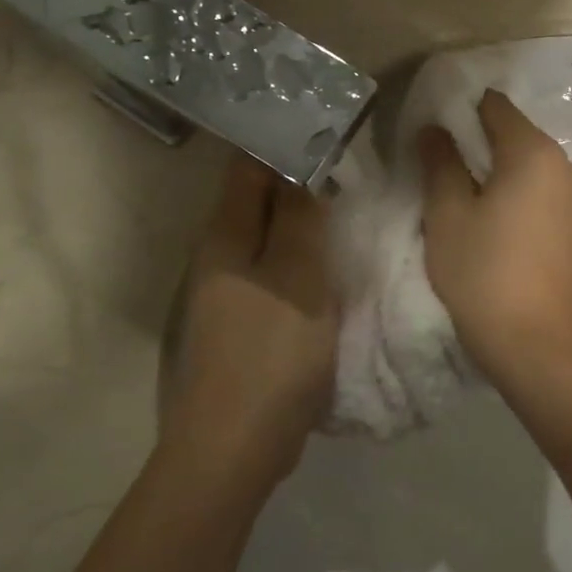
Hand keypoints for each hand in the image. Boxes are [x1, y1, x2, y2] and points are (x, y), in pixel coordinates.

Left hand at [163, 157, 337, 488]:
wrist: (237, 445)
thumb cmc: (272, 351)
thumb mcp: (298, 274)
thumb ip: (299, 216)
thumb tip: (302, 161)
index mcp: (226, 236)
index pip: (248, 166)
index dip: (283, 140)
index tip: (326, 127)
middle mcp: (221, 256)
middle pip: (257, 200)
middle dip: (298, 178)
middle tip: (350, 162)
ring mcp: (231, 292)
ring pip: (269, 237)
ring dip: (302, 219)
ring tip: (348, 203)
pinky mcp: (247, 322)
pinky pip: (278, 272)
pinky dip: (303, 257)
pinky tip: (332, 260)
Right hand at [418, 90, 571, 389]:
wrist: (544, 351)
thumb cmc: (486, 278)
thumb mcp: (448, 217)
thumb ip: (440, 163)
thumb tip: (435, 129)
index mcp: (536, 153)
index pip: (496, 108)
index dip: (462, 114)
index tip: (437, 138)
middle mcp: (571, 167)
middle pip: (519, 140)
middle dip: (483, 151)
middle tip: (448, 181)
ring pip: (537, 174)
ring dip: (507, 181)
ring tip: (478, 214)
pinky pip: (552, 202)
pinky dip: (529, 205)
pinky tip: (509, 238)